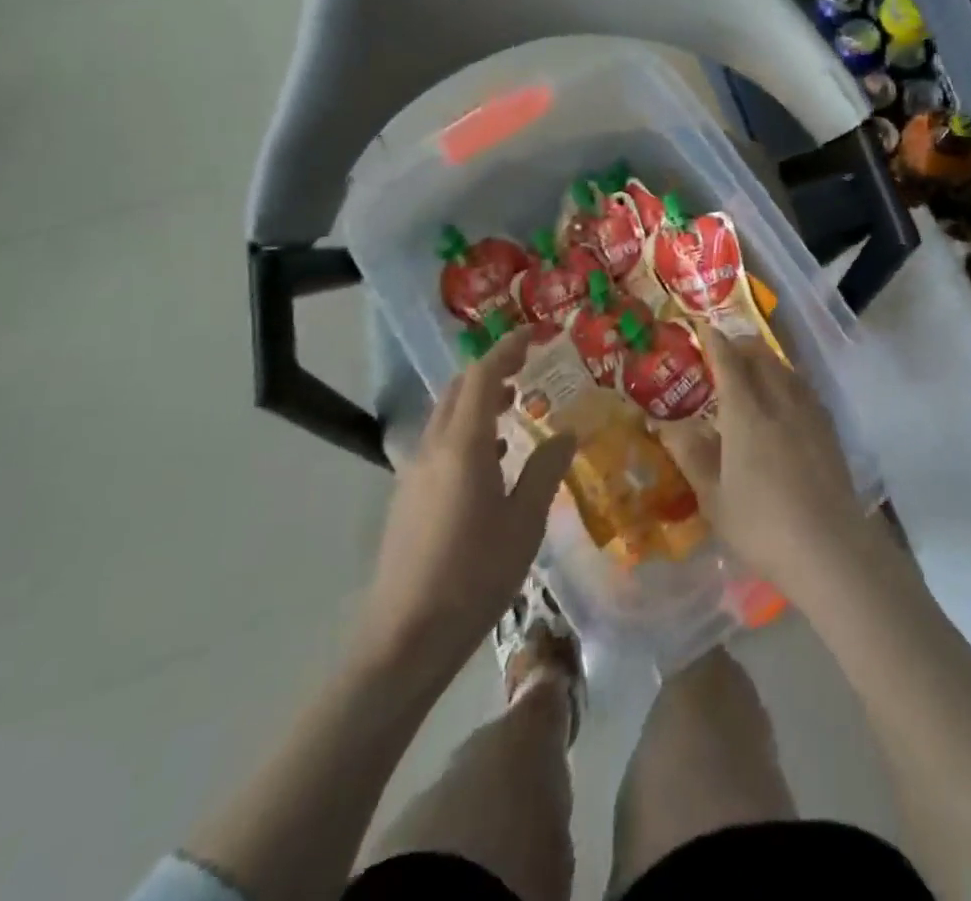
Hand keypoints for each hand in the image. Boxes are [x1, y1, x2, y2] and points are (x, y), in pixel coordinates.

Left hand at [355, 331, 574, 671]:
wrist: (404, 638)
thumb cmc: (474, 576)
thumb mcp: (524, 522)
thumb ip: (545, 470)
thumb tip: (567, 431)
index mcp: (463, 445)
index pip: (482, 375)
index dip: (507, 348)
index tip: (534, 333)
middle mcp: (432, 448)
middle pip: (457, 390)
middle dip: (491, 369)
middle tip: (526, 365)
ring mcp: (414, 473)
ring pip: (446, 417)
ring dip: (477, 401)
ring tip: (513, 405)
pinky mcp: (408, 498)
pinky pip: (439, 444)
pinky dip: (466, 431)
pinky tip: (490, 459)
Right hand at [657, 329, 877, 602]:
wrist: (831, 550)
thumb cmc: (762, 526)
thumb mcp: (714, 497)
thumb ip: (691, 455)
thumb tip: (664, 424)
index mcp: (747, 414)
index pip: (729, 364)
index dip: (715, 342)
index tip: (704, 327)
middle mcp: (780, 402)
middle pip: (762, 358)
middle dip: (742, 345)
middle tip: (725, 350)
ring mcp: (810, 415)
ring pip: (786, 370)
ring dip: (766, 360)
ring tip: (753, 369)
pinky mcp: (829, 431)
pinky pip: (803, 389)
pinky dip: (787, 380)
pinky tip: (785, 398)